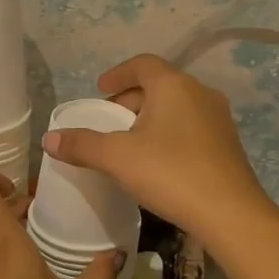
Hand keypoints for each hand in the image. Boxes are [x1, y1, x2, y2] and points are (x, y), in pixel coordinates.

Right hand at [41, 54, 272, 245]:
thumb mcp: (117, 158)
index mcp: (173, 86)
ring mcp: (218, 119)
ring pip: (176, 107)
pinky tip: (158, 160)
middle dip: (131, 99)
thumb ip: (81, 145)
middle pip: (159, 85)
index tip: (100, 89)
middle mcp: (200, 93)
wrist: (230, 214)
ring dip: (150, 117)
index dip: (118, 74)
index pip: (142, 64)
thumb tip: (48, 139)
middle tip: (109, 120)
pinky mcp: (227, 145)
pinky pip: (190, 127)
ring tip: (129, 141)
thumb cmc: (170, 173)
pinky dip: (169, 133)